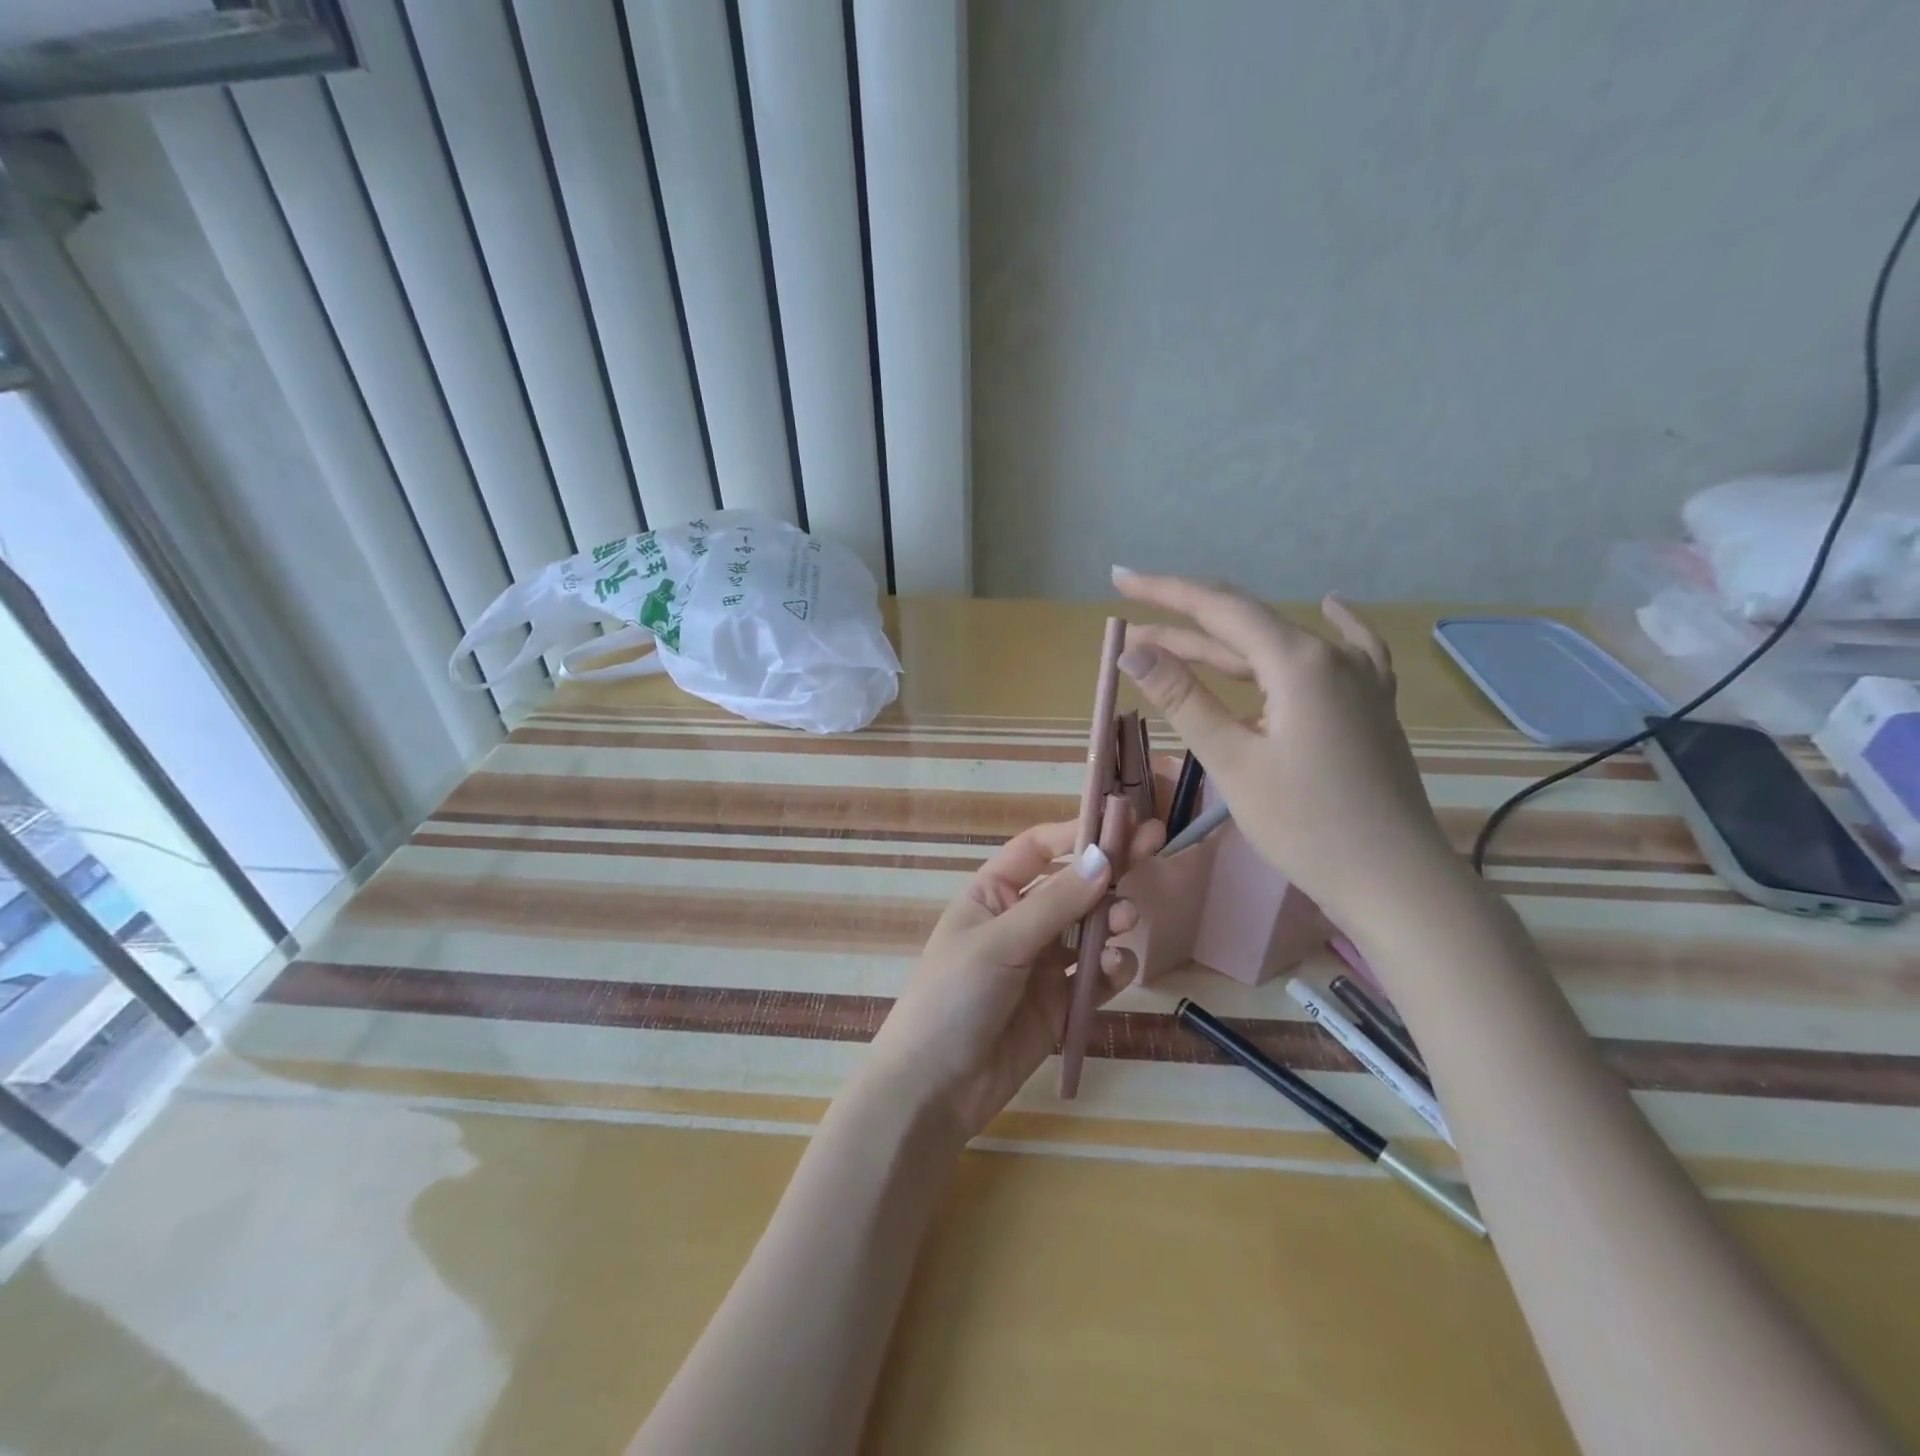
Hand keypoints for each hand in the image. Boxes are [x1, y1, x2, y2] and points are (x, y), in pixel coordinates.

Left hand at [866, 818, 1162, 1138]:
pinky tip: (1116, 970)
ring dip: (1112, 919)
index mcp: (992, 895)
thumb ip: (1055, 904)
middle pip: (1072, 885)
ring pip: (1089, 929)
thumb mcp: (1000, 943)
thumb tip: (1103, 857)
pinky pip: (1094, 975)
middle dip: (1109, 870)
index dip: (1076, 833)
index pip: (1038, 850)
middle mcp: (1019, 922)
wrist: (935, 1089)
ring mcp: (1041, 963)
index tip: (1120, 823)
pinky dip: (1111, 968)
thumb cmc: (954, 998)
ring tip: (1128, 920)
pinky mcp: (1060, 1003)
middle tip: (1155, 848)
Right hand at [1112, 569, 1457, 935]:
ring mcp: (1359, 681)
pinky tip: (1332, 604)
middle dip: (1183, 621)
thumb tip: (1134, 650)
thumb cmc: (1305, 824)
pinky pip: (1347, 653)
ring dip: (1223, 644)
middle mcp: (1331, 656)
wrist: (1394, 880)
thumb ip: (1184, 698)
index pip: (1218, 609)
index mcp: (1298, 662)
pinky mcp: (1370, 707)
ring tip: (1171, 641)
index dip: (1164, 591)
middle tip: (1130, 623)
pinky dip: (1328, 628)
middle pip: (1245, 623)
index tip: (1120, 578)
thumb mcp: (1233, 760)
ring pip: (1278, 646)